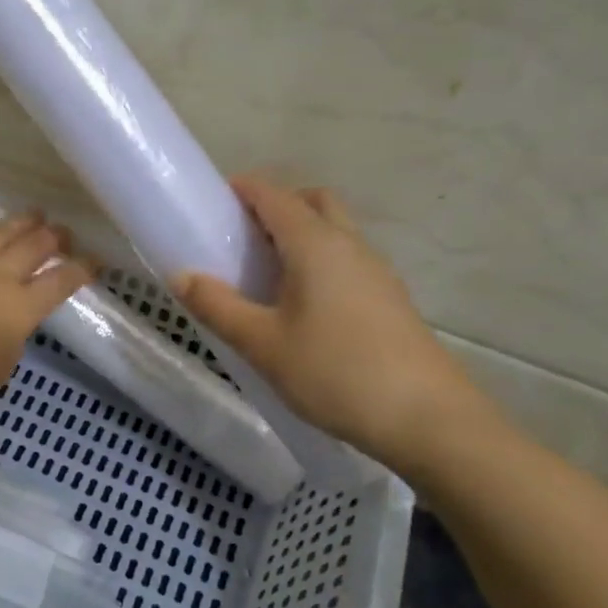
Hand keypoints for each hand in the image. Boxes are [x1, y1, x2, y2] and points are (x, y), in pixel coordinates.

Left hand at [0, 179, 93, 421]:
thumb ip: (7, 348)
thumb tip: (8, 327)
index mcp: (18, 311)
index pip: (61, 284)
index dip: (82, 270)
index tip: (95, 261)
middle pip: (34, 249)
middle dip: (55, 239)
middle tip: (64, 234)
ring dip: (21, 220)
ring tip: (36, 213)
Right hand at [173, 176, 490, 470]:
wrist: (426, 418)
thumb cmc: (335, 372)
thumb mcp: (262, 343)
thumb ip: (217, 306)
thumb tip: (181, 276)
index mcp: (316, 244)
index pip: (274, 196)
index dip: (242, 189)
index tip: (212, 201)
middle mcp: (350, 245)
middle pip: (312, 201)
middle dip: (275, 205)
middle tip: (241, 237)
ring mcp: (376, 271)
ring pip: (334, 231)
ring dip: (298, 235)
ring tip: (263, 274)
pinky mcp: (388, 298)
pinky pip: (346, 260)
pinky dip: (318, 261)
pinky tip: (299, 305)